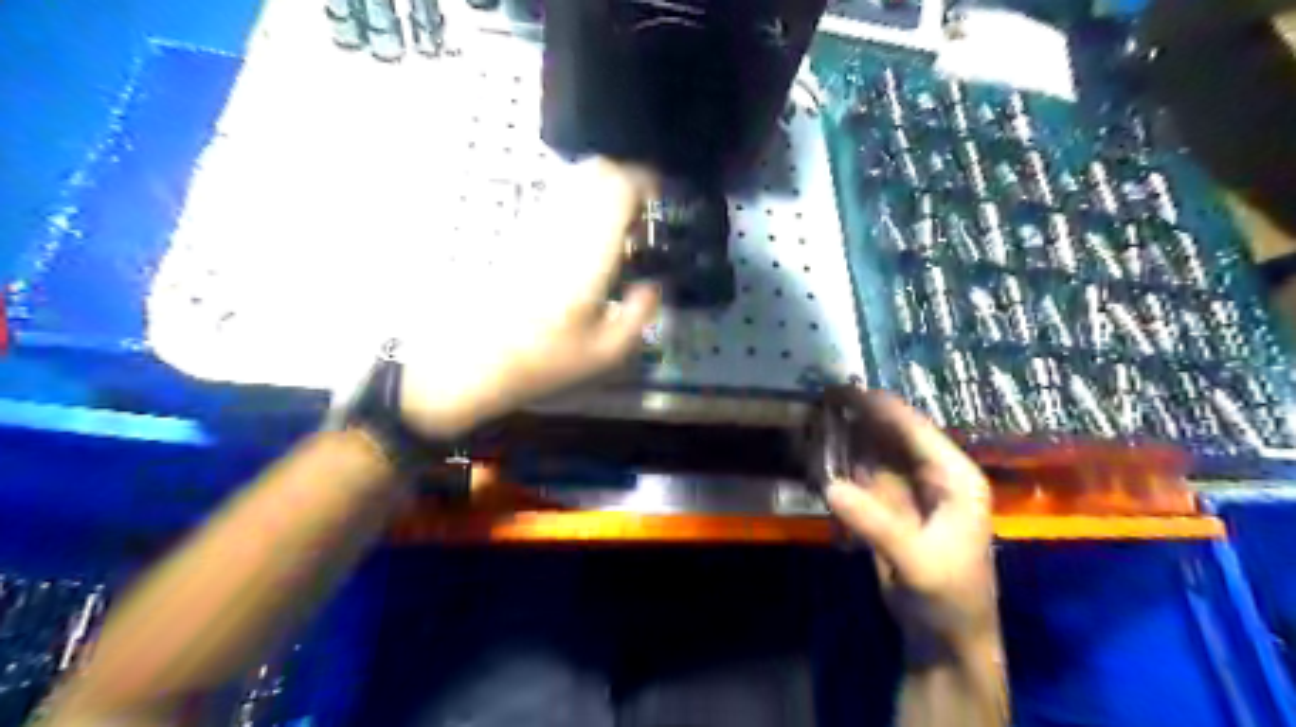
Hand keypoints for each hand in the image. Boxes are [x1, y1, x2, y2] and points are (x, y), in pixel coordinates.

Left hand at [398, 160, 662, 436]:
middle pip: (598, 169)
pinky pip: (557, 198)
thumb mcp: (607, 352)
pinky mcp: (520, 231)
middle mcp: (563, 224)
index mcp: (590, 249)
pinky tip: (585, 242)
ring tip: (615, 231)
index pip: (619, 185)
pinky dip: (580, 204)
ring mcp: (536, 223)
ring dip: (602, 192)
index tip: (659, 204)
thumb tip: (652, 287)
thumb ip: (640, 314)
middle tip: (640, 219)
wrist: (472, 358)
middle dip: (627, 183)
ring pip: (575, 179)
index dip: (646, 184)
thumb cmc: (543, 358)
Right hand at [824, 388, 993, 648]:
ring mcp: (907, 489)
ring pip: (873, 452)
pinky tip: (819, 452)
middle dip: (858, 416)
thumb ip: (875, 523)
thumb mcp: (917, 560)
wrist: (945, 638)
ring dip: (846, 437)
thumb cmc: (948, 596)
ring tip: (814, 416)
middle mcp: (931, 474)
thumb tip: (829, 486)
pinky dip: (841, 463)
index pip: (914, 429)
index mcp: (954, 476)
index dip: (878, 407)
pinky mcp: (887, 506)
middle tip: (819, 396)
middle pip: (891, 434)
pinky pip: (861, 475)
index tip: (841, 388)